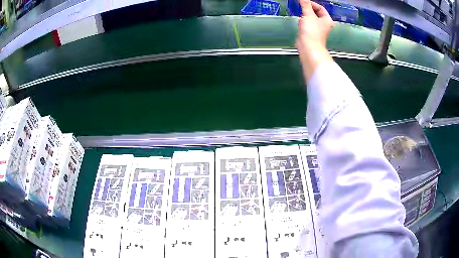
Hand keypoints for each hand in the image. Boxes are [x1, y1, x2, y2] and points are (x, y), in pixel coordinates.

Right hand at [296, 0, 333, 81]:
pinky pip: (307, 25)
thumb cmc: (311, 31)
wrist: (308, 47)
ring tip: (300, 15)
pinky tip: (300, 23)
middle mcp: (324, 25)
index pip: (321, 8)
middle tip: (301, 7)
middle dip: (308, 9)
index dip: (312, 3)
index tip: (303, 2)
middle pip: (316, 13)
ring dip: (305, 16)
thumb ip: (305, 5)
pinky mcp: (311, 34)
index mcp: (327, 20)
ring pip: (311, 19)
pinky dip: (303, 23)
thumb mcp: (308, 15)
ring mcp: (318, 30)